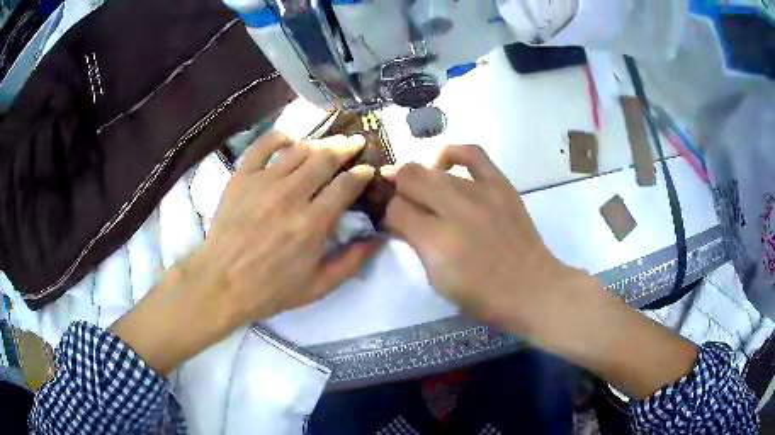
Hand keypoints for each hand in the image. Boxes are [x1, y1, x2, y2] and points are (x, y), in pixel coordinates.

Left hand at [111, 132, 381, 374]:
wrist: (221, 283)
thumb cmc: (269, 289)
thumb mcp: (317, 286)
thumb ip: (351, 263)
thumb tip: (378, 240)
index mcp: (311, 224)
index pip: (345, 186)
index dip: (361, 174)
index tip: (368, 170)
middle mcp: (290, 196)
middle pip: (325, 159)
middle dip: (346, 147)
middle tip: (356, 142)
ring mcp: (263, 182)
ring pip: (299, 150)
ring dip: (320, 142)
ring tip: (330, 142)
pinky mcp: (242, 177)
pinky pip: (262, 146)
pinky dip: (279, 138)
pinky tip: (290, 140)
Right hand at [382, 145, 588, 335]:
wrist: (532, 289)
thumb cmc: (483, 297)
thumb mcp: (438, 280)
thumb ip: (416, 245)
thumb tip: (401, 220)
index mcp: (437, 241)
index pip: (396, 210)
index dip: (389, 216)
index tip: (396, 224)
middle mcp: (456, 209)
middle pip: (410, 178)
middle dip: (399, 191)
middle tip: (406, 205)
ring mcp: (482, 192)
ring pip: (434, 169)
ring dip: (422, 180)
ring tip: (426, 193)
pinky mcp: (501, 184)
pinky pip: (472, 153)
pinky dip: (453, 154)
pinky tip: (444, 164)